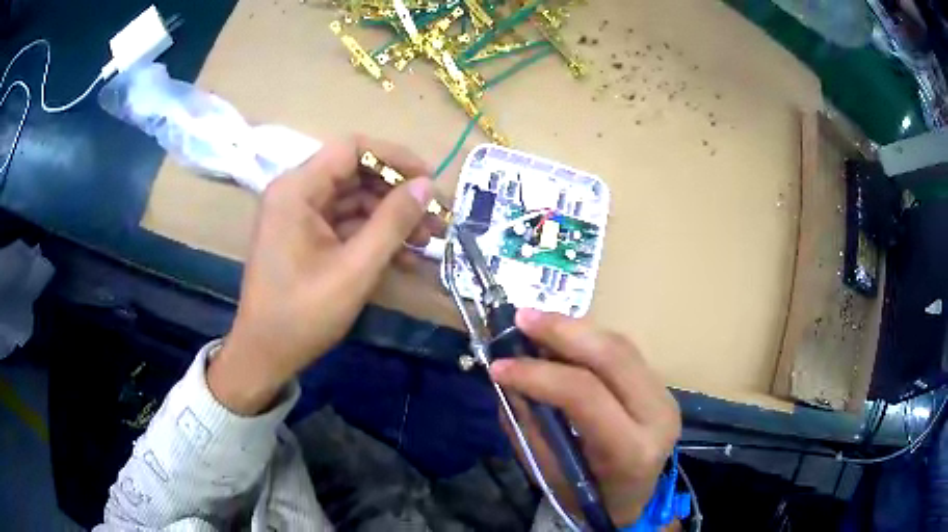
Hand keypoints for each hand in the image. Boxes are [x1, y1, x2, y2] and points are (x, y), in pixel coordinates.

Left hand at [209, 136, 434, 414]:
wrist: (265, 355)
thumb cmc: (303, 314)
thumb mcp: (355, 269)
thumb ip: (393, 222)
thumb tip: (427, 186)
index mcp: (297, 190)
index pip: (352, 148)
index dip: (395, 157)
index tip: (429, 180)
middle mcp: (295, 192)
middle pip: (355, 173)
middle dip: (398, 194)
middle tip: (436, 217)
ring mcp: (299, 215)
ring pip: (353, 199)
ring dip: (390, 217)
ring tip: (427, 240)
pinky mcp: (304, 236)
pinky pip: (344, 223)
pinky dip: (373, 235)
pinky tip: (403, 255)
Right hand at [489, 309, 680, 525]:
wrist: (631, 502)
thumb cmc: (586, 499)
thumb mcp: (549, 474)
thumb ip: (528, 425)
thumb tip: (507, 378)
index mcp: (632, 450)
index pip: (586, 395)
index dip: (539, 374)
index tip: (499, 366)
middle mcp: (658, 416)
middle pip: (613, 356)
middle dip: (563, 331)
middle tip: (520, 318)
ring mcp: (665, 396)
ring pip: (621, 346)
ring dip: (575, 330)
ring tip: (535, 322)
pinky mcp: (660, 386)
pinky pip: (623, 352)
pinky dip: (588, 340)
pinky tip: (562, 337)